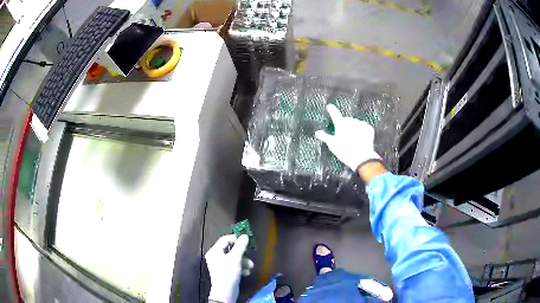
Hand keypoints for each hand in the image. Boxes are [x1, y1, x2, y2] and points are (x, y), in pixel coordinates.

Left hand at [205, 234, 252, 302]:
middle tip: (250, 254)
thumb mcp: (235, 258)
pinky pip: (233, 266)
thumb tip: (245, 236)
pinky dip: (241, 268)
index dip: (235, 239)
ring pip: (234, 258)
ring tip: (250, 266)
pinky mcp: (225, 272)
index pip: (224, 239)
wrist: (225, 292)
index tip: (246, 241)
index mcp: (214, 251)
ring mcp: (220, 265)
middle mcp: (215, 257)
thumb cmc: (228, 272)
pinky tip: (246, 272)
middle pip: (230, 249)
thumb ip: (240, 246)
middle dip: (242, 253)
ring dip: (244, 261)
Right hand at [315, 104, 380, 171]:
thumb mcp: (332, 144)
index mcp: (341, 124)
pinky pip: (364, 127)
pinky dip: (362, 131)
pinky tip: (361, 138)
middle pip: (346, 120)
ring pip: (355, 123)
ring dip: (354, 128)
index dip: (331, 110)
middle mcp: (351, 121)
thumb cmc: (345, 151)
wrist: (362, 158)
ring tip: (353, 139)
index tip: (329, 106)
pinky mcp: (368, 129)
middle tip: (344, 136)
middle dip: (345, 126)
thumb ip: (324, 137)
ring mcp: (360, 124)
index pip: (334, 114)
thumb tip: (317, 132)